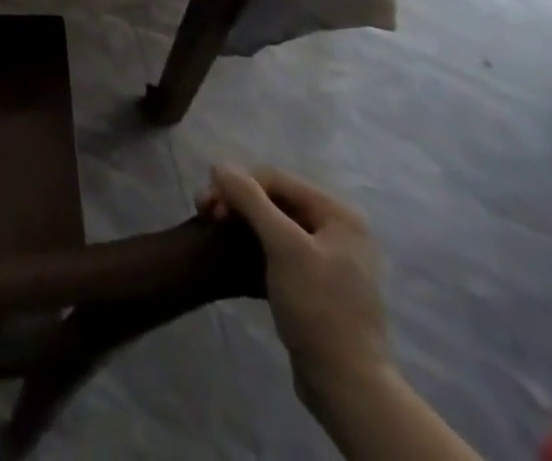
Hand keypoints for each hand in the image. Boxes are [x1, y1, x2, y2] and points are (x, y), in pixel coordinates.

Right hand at [200, 167, 389, 402]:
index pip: (276, 179)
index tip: (208, 206)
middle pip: (275, 198)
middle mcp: (337, 228)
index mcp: (338, 215)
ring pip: (275, 222)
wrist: (345, 385)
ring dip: (242, 220)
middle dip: (238, 201)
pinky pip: (280, 246)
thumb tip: (219, 165)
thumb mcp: (283, 247)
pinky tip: (236, 249)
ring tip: (215, 228)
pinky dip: (255, 242)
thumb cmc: (317, 307)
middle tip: (206, 215)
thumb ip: (250, 199)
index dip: (239, 185)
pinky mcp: (317, 280)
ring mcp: (329, 256)